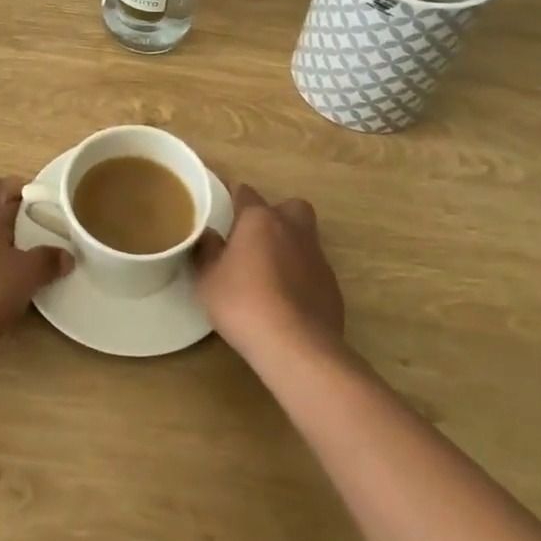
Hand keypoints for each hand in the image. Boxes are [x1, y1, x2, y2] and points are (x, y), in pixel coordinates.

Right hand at [195, 184, 344, 360]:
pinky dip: (302, 276)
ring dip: (290, 247)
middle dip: (275, 215)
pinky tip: (288, 299)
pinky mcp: (332, 285)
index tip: (224, 209)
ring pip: (305, 237)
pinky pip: (314, 269)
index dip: (234, 198)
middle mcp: (292, 228)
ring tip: (270, 273)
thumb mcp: (208, 280)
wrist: (296, 346)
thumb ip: (207, 252)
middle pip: (289, 207)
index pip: (246, 193)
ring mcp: (317, 256)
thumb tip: (209, 235)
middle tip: (257, 238)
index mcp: (259, 220)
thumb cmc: (243, 304)